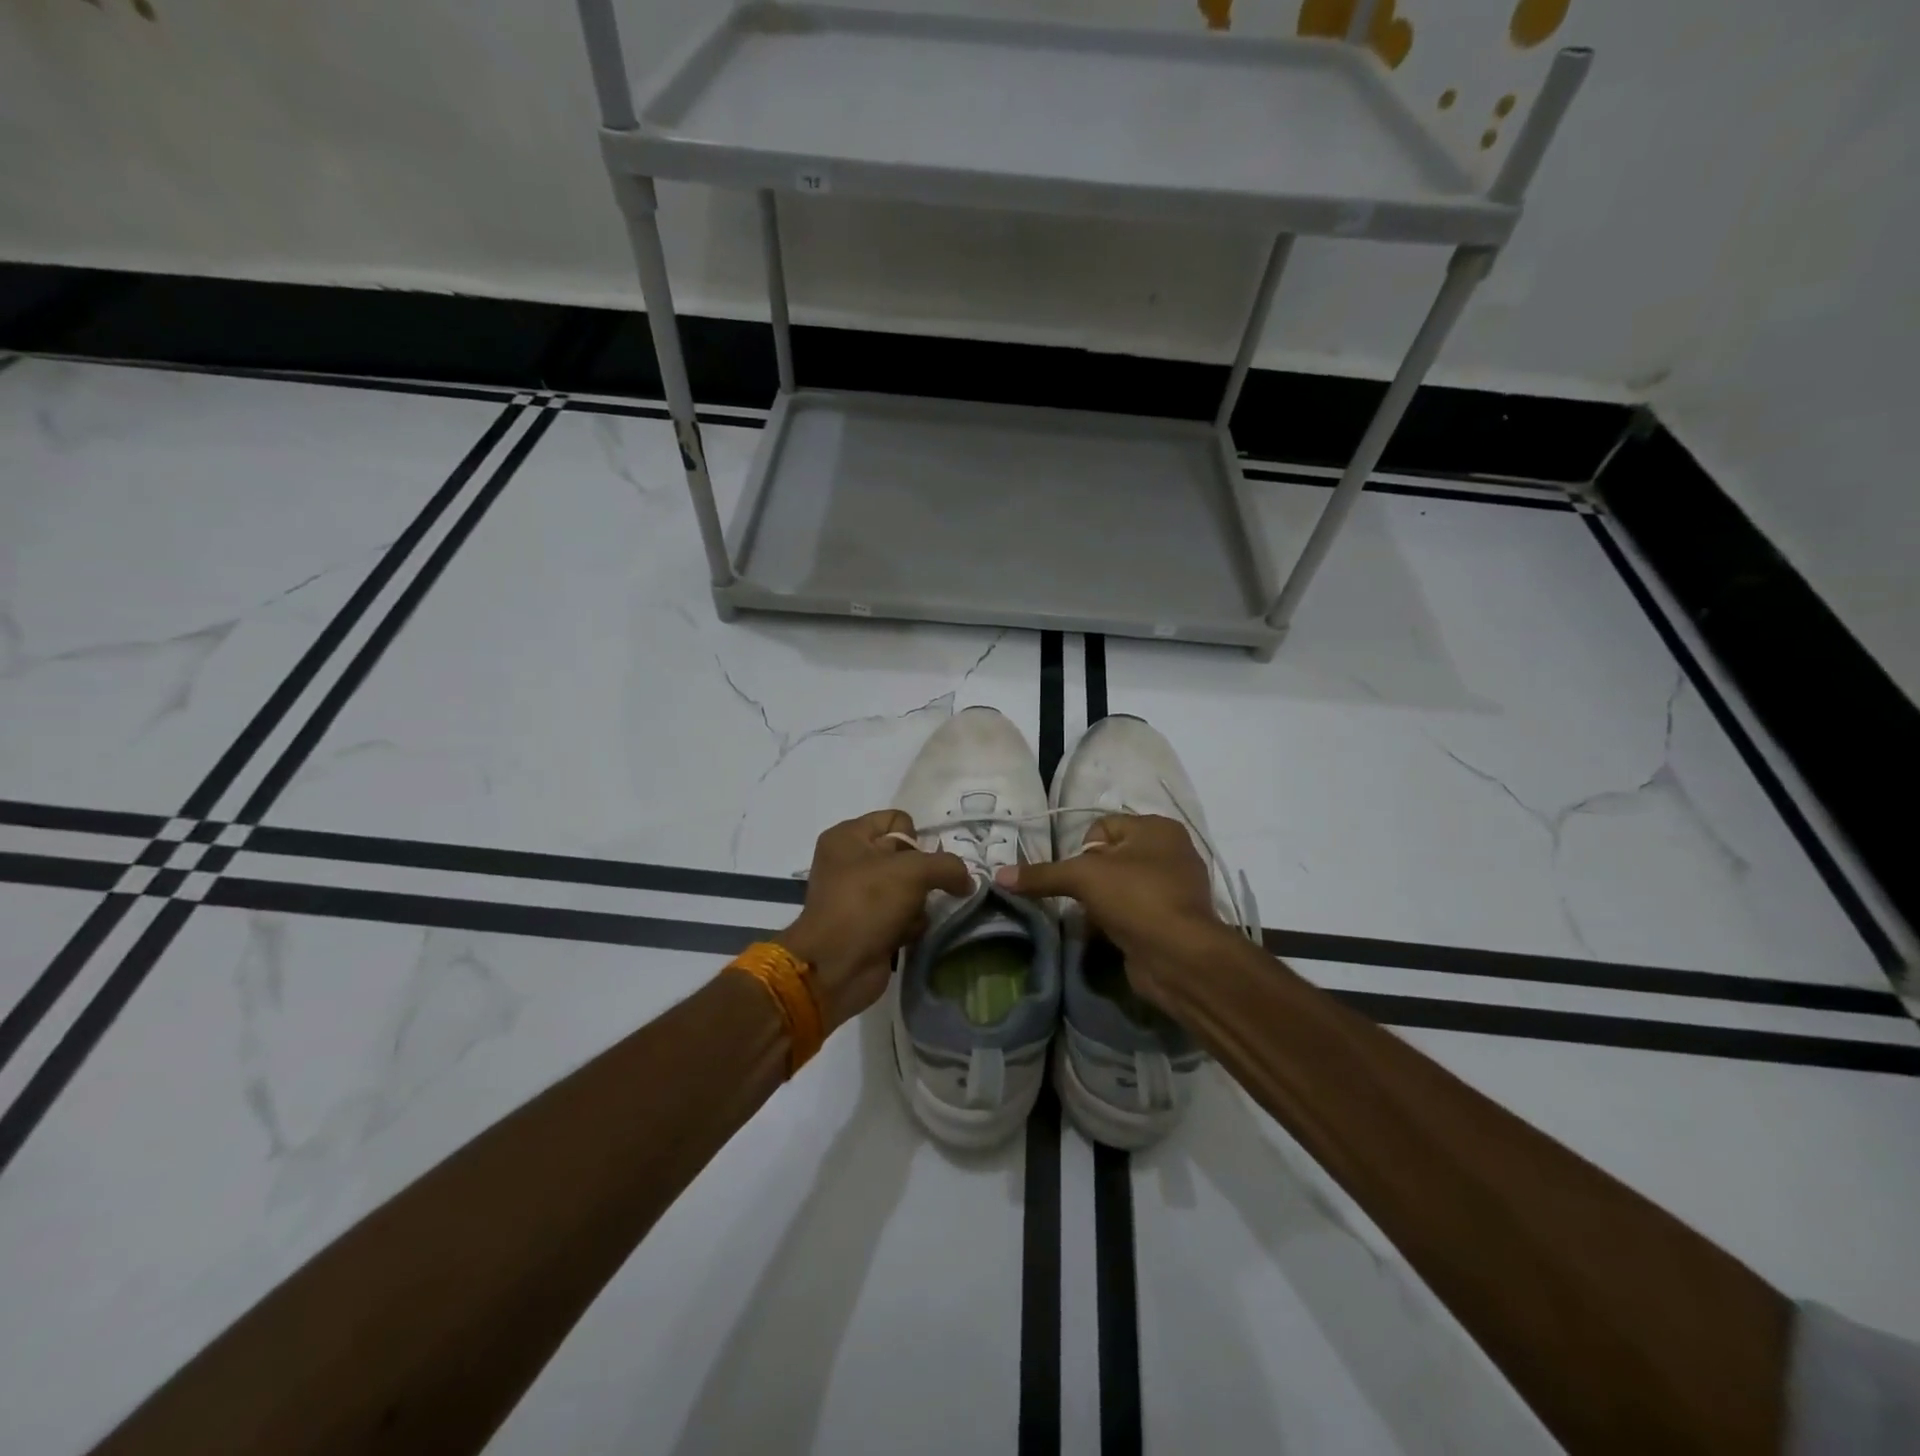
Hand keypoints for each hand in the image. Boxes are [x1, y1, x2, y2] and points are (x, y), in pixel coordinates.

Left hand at [778, 810, 972, 1033]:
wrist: (835, 967)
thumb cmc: (867, 903)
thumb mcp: (913, 871)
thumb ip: (948, 866)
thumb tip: (967, 881)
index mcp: (849, 836)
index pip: (897, 819)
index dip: (915, 838)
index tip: (918, 862)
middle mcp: (851, 861)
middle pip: (906, 855)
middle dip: (924, 874)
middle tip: (925, 890)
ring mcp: (859, 896)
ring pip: (909, 888)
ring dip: (920, 903)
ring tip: (913, 916)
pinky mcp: (869, 925)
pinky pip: (903, 915)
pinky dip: (911, 924)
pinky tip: (906, 934)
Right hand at [993, 814, 1236, 1010]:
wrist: (1179, 957)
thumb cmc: (1136, 898)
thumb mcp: (1083, 878)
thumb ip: (1042, 875)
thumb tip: (999, 876)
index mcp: (1158, 828)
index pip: (1103, 827)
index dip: (1082, 850)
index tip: (1077, 876)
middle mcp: (1171, 852)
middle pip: (1110, 858)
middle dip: (1089, 879)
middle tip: (1081, 899)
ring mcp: (1174, 888)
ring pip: (1120, 887)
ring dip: (1100, 903)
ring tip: (1091, 920)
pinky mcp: (1171, 920)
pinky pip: (1132, 912)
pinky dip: (1116, 921)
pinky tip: (1106, 935)